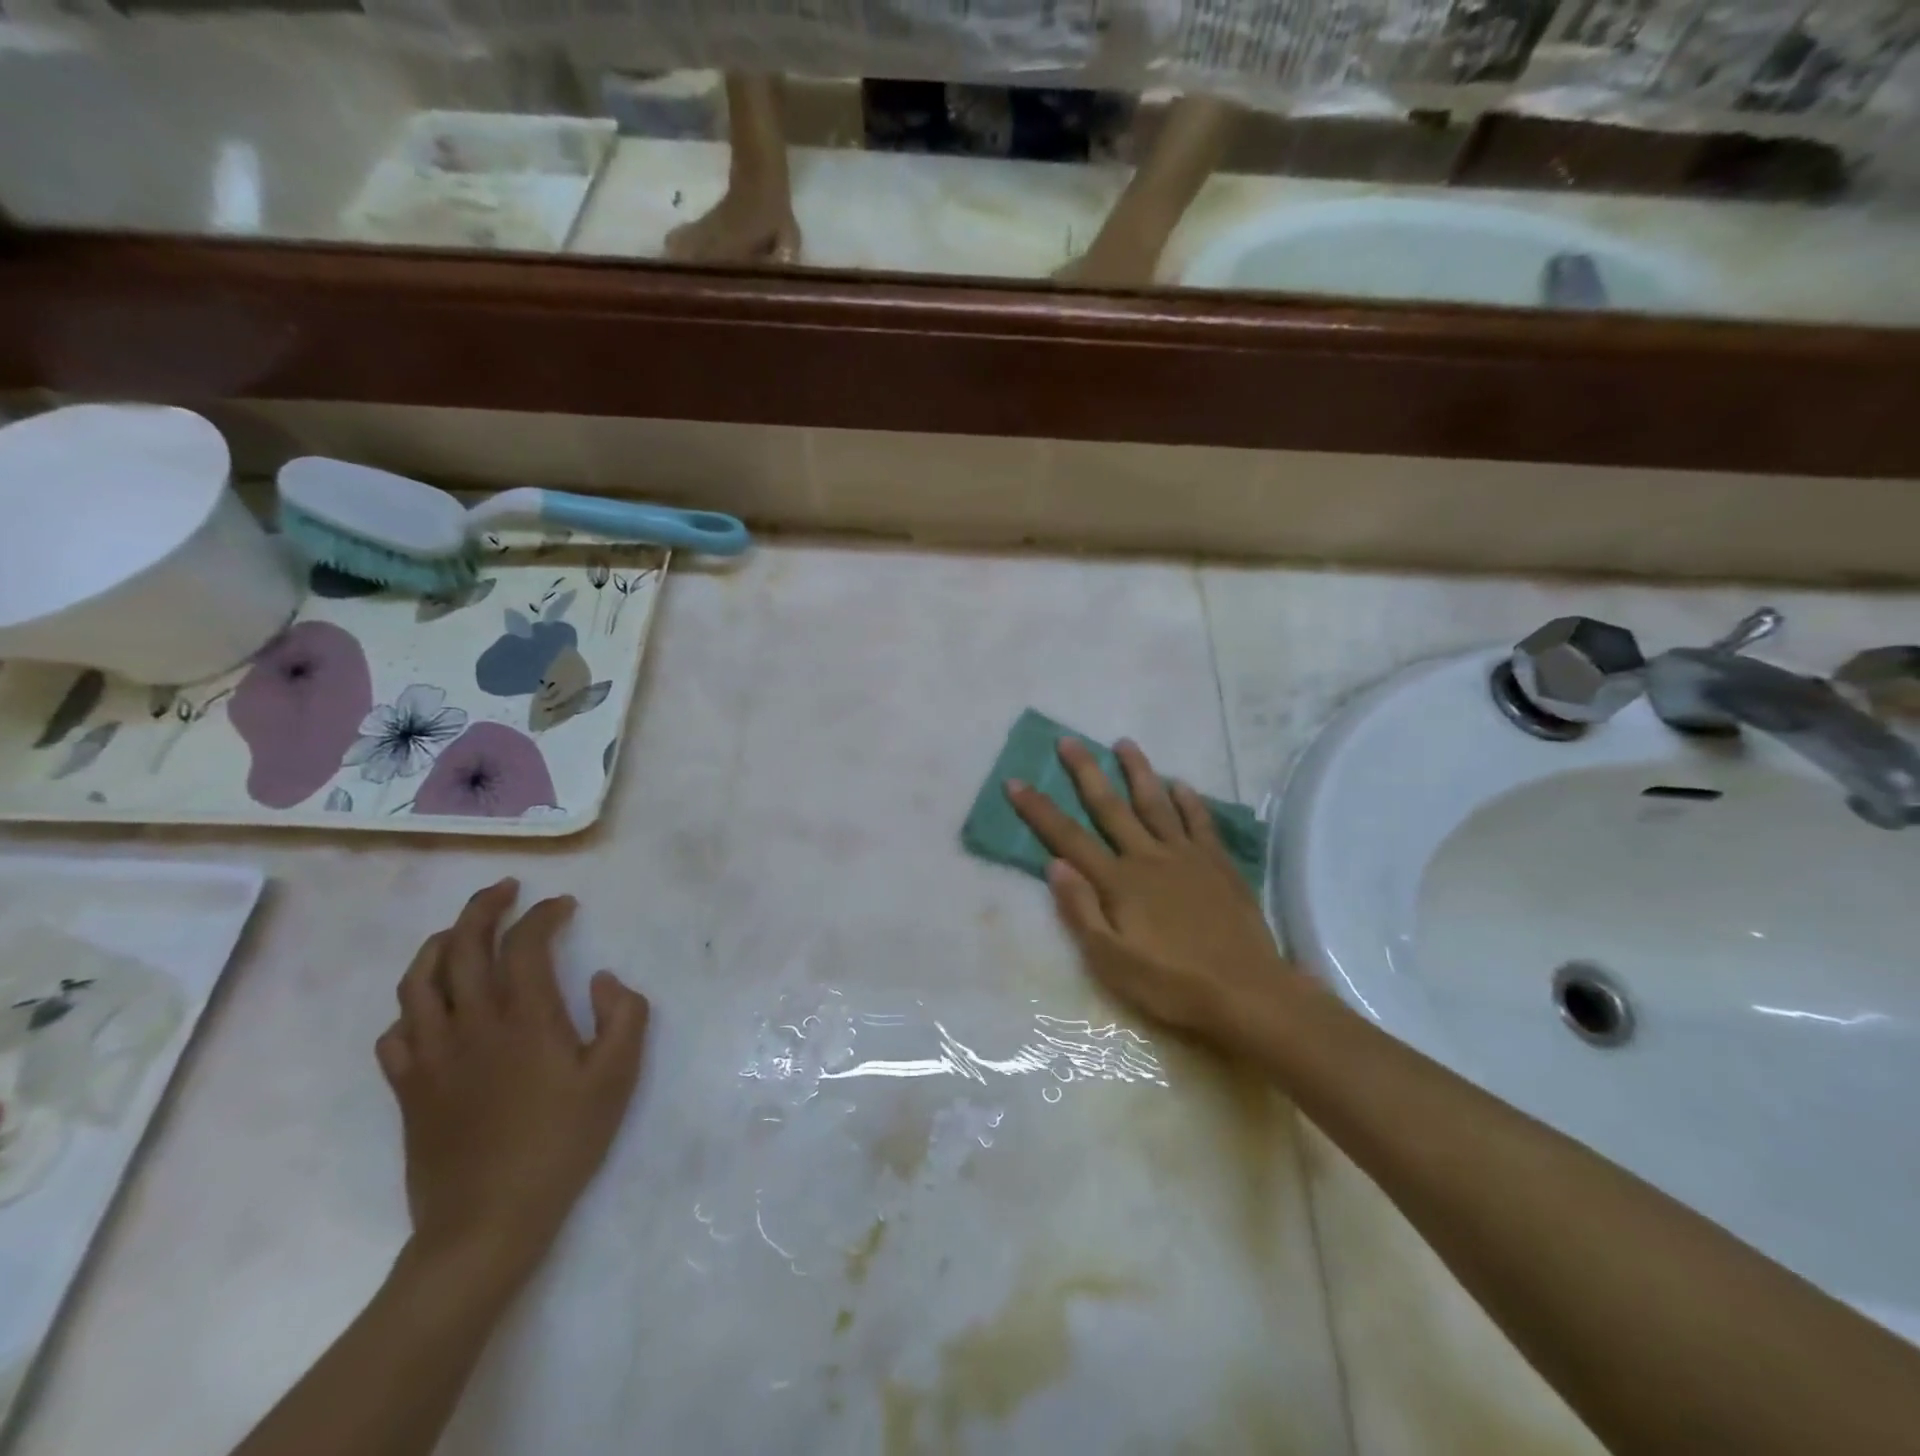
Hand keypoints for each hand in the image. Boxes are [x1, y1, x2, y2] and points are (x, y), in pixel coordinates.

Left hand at [375, 879, 648, 1285]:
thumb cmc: (561, 1144)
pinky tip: (429, 1007)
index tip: (563, 905)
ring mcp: (431, 1055)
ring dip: (439, 943)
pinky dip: (410, 1006)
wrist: (487, 1223)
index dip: (543, 914)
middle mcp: (471, 1024)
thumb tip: (602, 978)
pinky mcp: (408, 1088)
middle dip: (483, 908)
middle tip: (505, 890)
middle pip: (462, 946)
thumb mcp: (617, 1078)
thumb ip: (624, 1016)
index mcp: (525, 1018)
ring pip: (418, 981)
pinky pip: (395, 1032)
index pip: (525, 943)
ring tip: (459, 931)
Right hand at [1006, 738, 1299, 1049]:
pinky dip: (1189, 800)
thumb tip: (1055, 864)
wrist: (1247, 992)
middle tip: (1069, 741)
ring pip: (1156, 803)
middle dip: (1086, 772)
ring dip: (1138, 771)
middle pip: (1110, 807)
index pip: (1068, 838)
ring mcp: (1186, 856)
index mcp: (1118, 882)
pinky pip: (1200, 822)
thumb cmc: (1171, 984)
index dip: (1039, 810)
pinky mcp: (1218, 864)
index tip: (1016, 782)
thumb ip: (1081, 910)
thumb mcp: (1111, 961)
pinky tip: (1181, 784)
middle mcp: (1148, 857)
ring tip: (1124, 743)